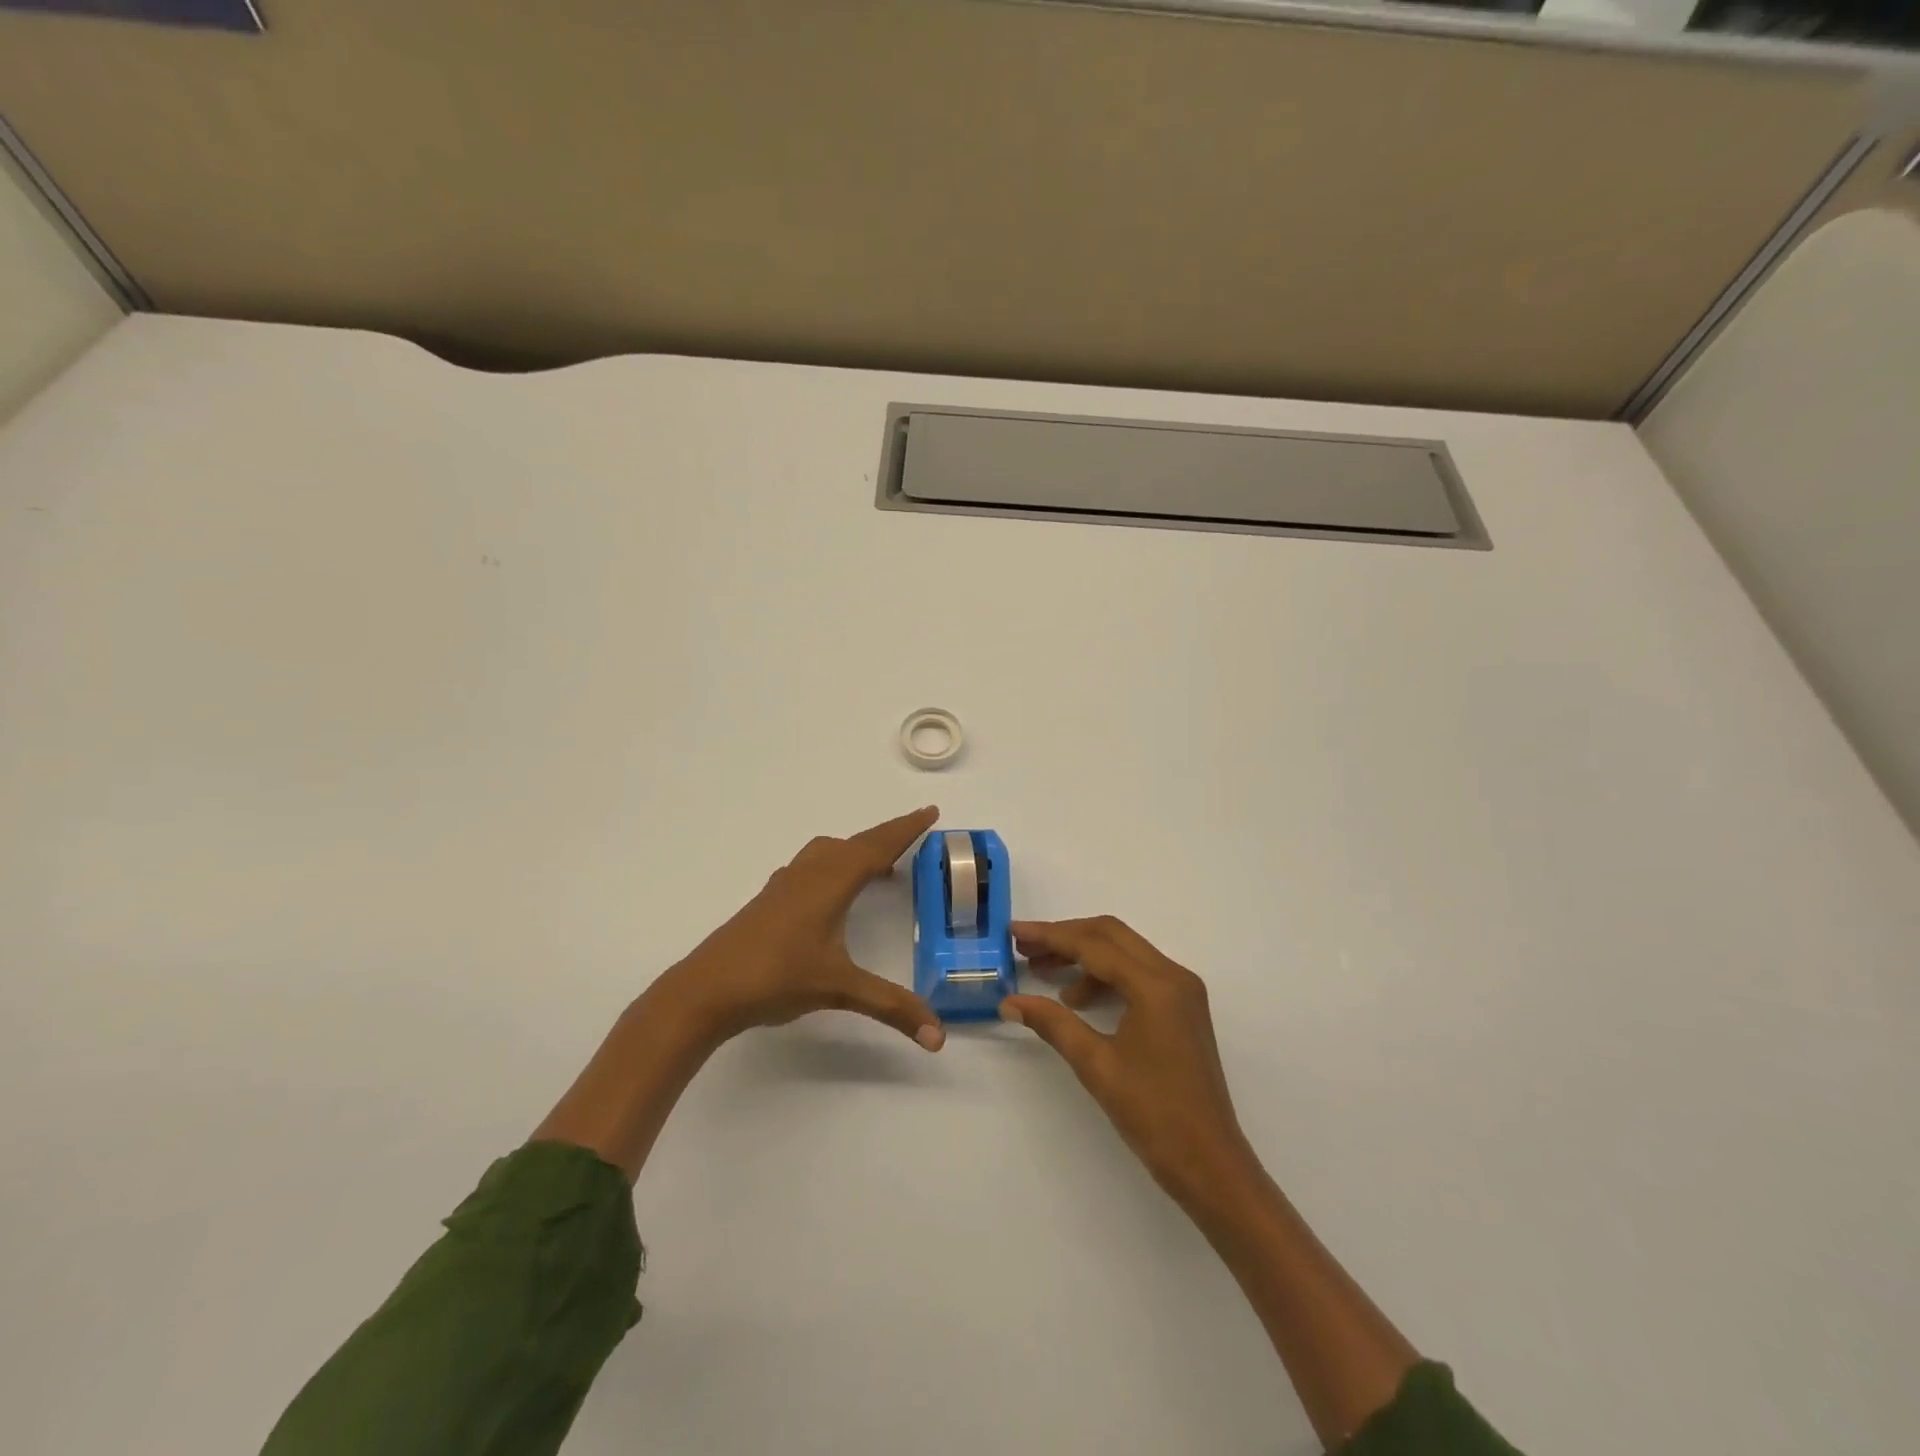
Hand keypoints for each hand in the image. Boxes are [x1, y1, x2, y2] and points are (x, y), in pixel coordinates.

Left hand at [651, 806, 946, 1052]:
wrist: (706, 990)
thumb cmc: (776, 979)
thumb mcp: (839, 990)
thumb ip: (891, 1007)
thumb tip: (938, 1037)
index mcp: (830, 884)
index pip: (877, 847)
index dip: (905, 829)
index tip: (929, 811)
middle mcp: (809, 875)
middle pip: (855, 843)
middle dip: (887, 835)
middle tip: (915, 831)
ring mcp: (785, 885)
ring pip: (828, 852)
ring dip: (857, 849)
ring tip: (879, 865)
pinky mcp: (769, 900)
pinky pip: (811, 866)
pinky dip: (833, 864)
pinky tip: (830, 891)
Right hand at [1002, 917, 1254, 1204]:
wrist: (1209, 1163)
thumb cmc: (1153, 1114)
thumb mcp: (1096, 1065)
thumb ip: (1052, 1023)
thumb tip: (1009, 1002)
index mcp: (1156, 985)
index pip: (1094, 944)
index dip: (1050, 935)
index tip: (1014, 932)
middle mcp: (1174, 976)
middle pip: (1111, 935)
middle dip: (1065, 937)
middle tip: (1025, 948)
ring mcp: (1182, 991)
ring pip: (1124, 952)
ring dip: (1083, 955)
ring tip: (1043, 974)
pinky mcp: (1182, 1008)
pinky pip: (1137, 973)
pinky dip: (1104, 976)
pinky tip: (1077, 1001)